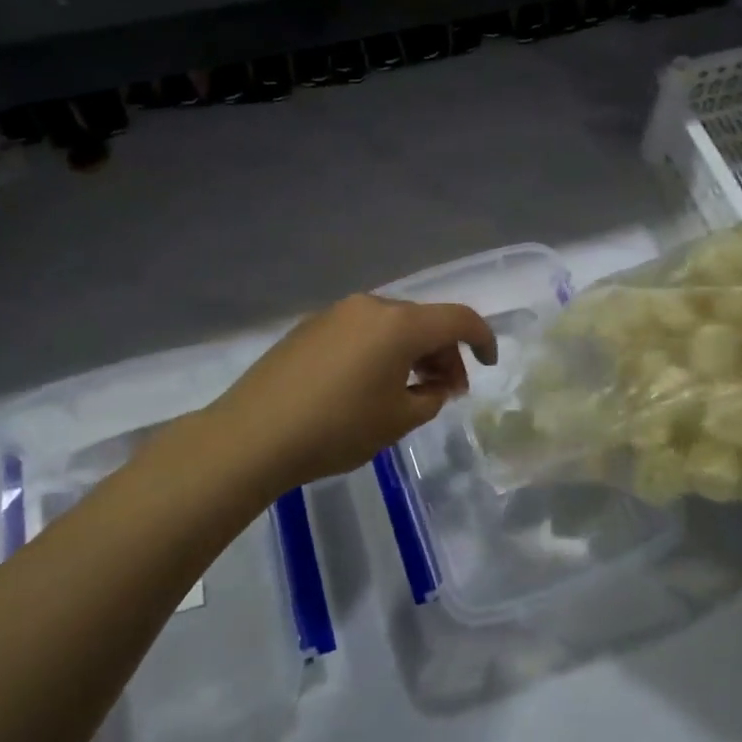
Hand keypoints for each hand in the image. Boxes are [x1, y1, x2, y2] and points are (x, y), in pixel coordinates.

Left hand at [204, 295, 496, 491]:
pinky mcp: (311, 327)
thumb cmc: (337, 428)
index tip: (489, 364)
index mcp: (400, 325)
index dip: (482, 338)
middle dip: (444, 353)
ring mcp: (337, 313)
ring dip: (412, 352)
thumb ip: (430, 397)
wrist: (252, 435)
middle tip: (447, 392)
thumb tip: (435, 384)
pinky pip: (362, 331)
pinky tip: (369, 385)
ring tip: (409, 391)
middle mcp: (371, 306)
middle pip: (423, 321)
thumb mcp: (397, 420)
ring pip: (392, 326)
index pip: (458, 319)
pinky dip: (380, 351)